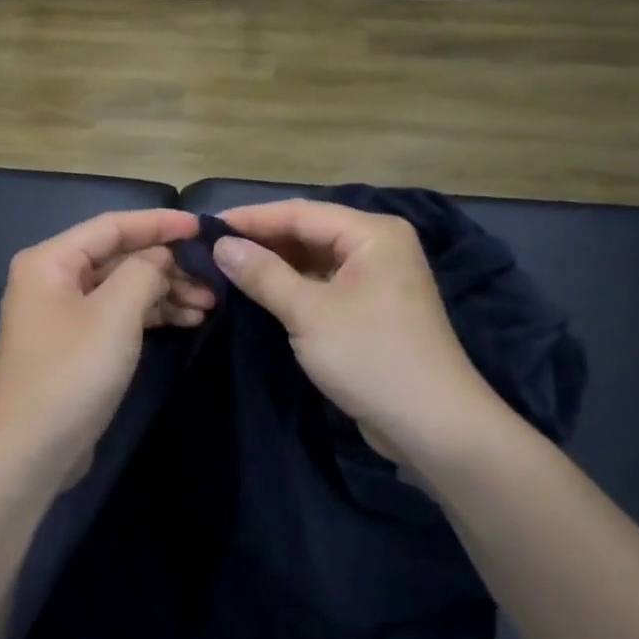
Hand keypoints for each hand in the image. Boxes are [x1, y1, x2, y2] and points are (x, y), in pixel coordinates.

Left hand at [0, 208, 211, 493]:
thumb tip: (160, 257)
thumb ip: (144, 271)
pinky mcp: (75, 344)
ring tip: (209, 306)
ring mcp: (62, 314)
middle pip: (118, 257)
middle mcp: (52, 279)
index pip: (112, 226)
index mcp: (50, 261)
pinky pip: (118, 315)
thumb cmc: (72, 373)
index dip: (159, 224)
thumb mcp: (115, 314)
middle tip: (213, 279)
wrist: (31, 452)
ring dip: (164, 293)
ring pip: (122, 288)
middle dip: (167, 266)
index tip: (202, 227)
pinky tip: (186, 322)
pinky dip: (150, 315)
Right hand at [213, 200, 510, 467]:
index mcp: (372, 233)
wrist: (432, 425)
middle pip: (308, 233)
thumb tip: (221, 245)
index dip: (251, 219)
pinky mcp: (370, 309)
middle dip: (261, 242)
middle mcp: (377, 247)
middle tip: (210, 251)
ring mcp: (376, 279)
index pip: (300, 212)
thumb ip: (263, 274)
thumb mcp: (308, 313)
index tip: (205, 228)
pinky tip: (259, 294)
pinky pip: (323, 286)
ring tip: (225, 271)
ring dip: (274, 266)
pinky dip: (292, 288)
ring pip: (314, 260)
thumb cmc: (370, 357)